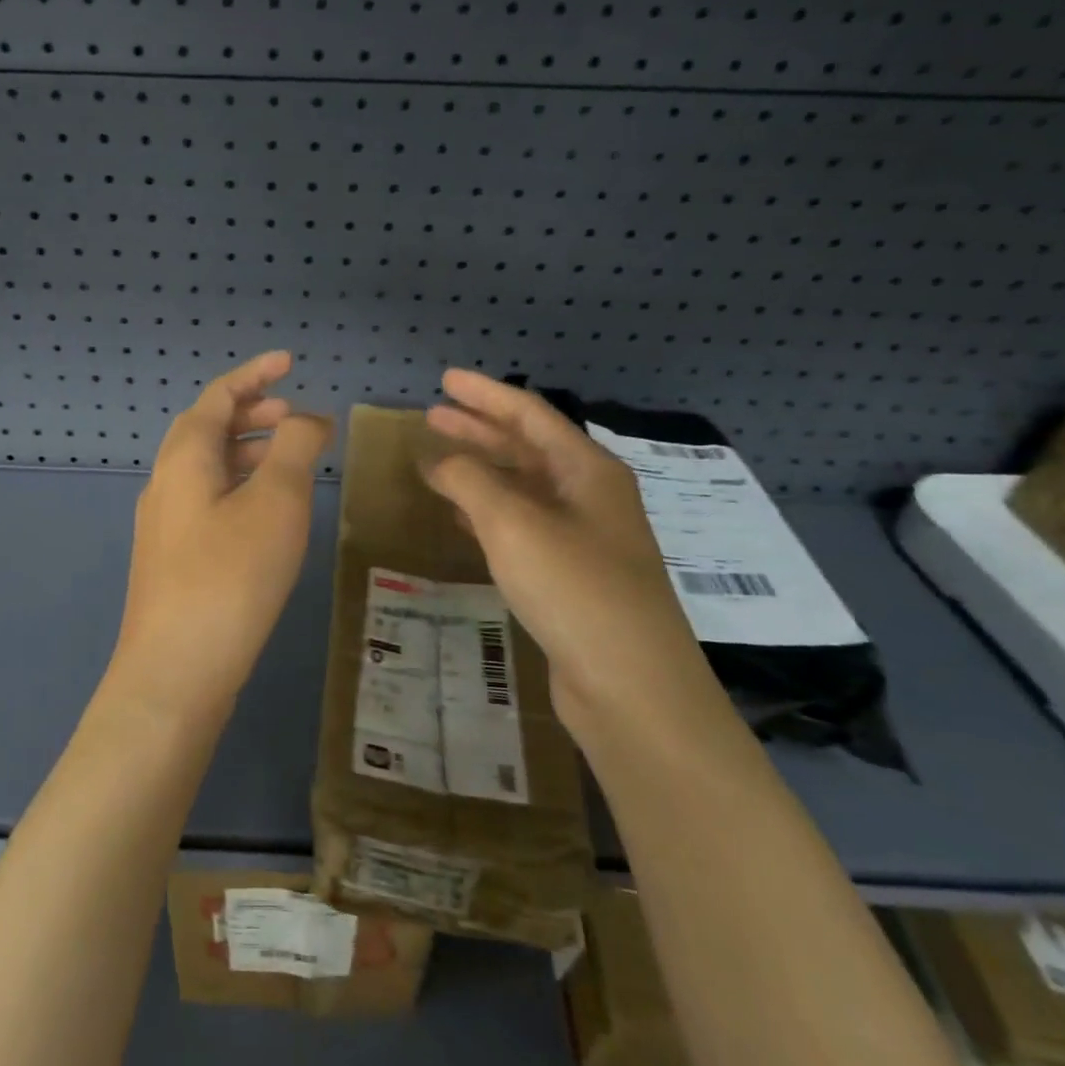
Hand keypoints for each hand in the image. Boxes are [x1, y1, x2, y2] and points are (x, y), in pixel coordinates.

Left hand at [109, 351, 333, 718]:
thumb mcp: (275, 502)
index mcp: (184, 458)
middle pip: (207, 429)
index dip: (255, 374)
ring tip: (292, 461)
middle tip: (296, 416)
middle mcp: (165, 483)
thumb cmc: (230, 577)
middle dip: (252, 413)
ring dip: (248, 452)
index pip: (218, 396)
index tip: (291, 362)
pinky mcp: (172, 559)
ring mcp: (164, 524)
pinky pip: (208, 501)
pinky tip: (267, 515)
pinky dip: (241, 487)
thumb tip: (308, 417)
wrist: (176, 672)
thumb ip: (294, 447)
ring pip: (208, 468)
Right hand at [421, 369, 708, 730]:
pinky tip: (460, 517)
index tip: (444, 379)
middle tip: (432, 416)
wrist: (631, 686)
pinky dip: (487, 513)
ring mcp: (582, 538)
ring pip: (522, 489)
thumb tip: (438, 459)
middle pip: (526, 448)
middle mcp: (589, 496)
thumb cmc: (575, 588)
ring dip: (480, 472)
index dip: (485, 394)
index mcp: (587, 470)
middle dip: (478, 429)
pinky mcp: (570, 576)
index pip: (529, 415)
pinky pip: (521, 527)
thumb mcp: (514, 524)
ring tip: (436, 462)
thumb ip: (470, 481)